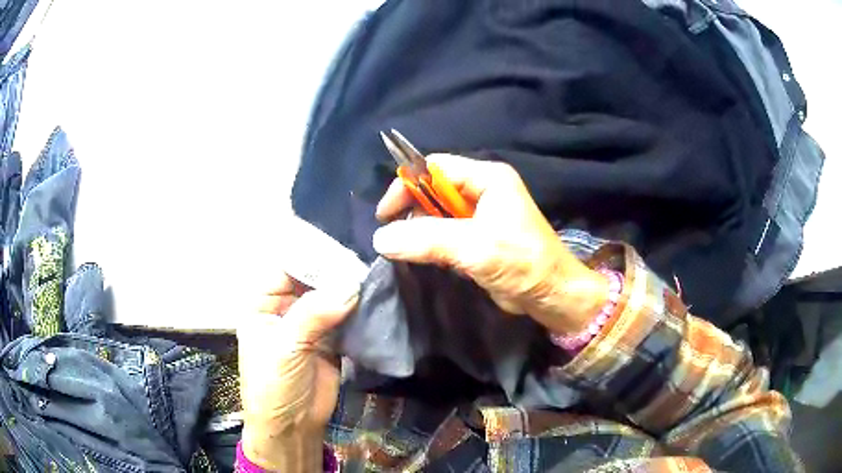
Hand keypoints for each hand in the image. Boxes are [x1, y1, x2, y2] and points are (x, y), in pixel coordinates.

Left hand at [237, 276, 356, 470]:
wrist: (293, 427)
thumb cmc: (273, 387)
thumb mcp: (285, 349)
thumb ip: (313, 315)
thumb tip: (351, 286)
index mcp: (262, 303)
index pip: (286, 268)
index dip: (311, 259)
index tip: (342, 253)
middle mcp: (285, 307)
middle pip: (311, 279)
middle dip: (334, 273)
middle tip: (364, 264)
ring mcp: (309, 322)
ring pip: (330, 296)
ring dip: (348, 289)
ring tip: (373, 276)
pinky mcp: (330, 338)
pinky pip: (344, 315)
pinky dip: (358, 308)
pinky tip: (374, 298)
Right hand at [374, 154, 606, 334]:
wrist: (552, 294)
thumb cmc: (520, 262)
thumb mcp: (473, 247)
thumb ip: (426, 240)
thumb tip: (380, 238)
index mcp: (488, 178)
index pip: (435, 168)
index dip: (407, 185)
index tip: (386, 214)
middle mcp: (484, 190)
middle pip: (435, 189)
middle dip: (413, 210)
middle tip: (396, 236)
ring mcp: (483, 214)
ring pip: (439, 212)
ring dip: (422, 229)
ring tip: (410, 249)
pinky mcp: (481, 236)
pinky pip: (448, 232)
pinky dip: (433, 242)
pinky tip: (427, 257)